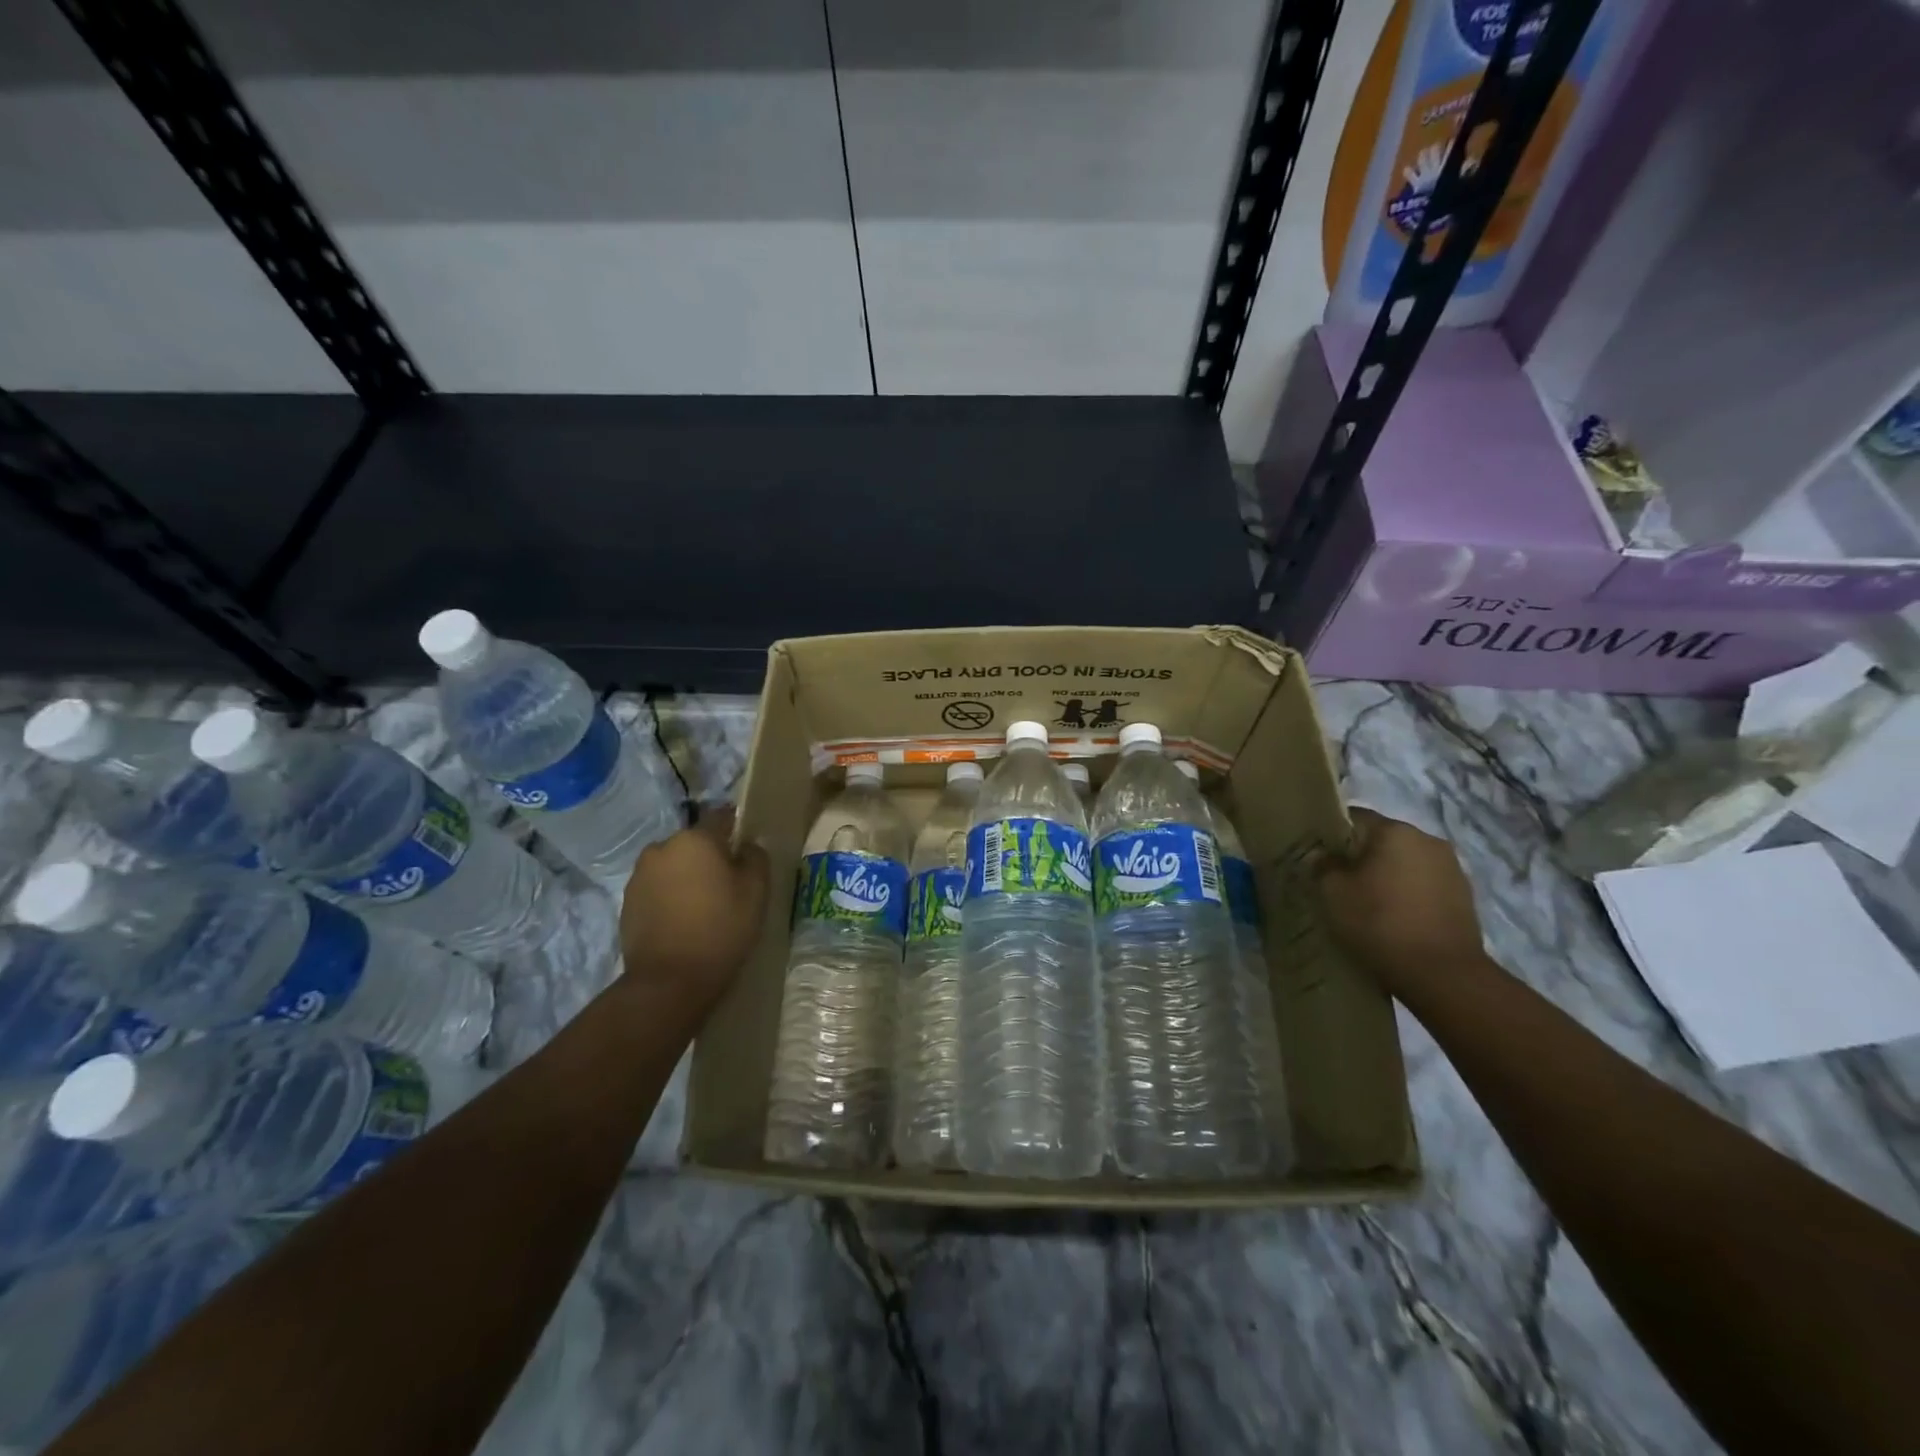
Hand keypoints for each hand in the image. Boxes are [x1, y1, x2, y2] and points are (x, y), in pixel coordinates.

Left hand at [618, 807, 768, 1009]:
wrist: (669, 981)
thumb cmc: (721, 929)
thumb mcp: (756, 891)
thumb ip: (756, 858)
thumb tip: (746, 846)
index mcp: (695, 839)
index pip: (721, 816)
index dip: (737, 828)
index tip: (747, 848)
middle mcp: (662, 847)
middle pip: (694, 842)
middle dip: (710, 855)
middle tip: (728, 883)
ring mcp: (640, 875)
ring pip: (674, 864)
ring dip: (687, 875)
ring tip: (703, 905)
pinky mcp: (627, 901)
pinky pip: (657, 887)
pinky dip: (670, 895)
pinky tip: (683, 920)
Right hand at [1316, 808, 1486, 991]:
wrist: (1443, 975)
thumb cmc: (1380, 923)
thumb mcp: (1333, 893)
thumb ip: (1323, 865)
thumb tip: (1323, 856)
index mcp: (1395, 831)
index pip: (1354, 818)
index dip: (1331, 835)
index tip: (1317, 856)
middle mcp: (1427, 840)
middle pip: (1382, 840)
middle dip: (1360, 857)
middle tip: (1339, 883)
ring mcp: (1451, 868)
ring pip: (1405, 863)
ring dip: (1387, 876)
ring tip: (1368, 904)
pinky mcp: (1464, 897)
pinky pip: (1424, 885)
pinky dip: (1407, 895)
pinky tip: (1394, 919)